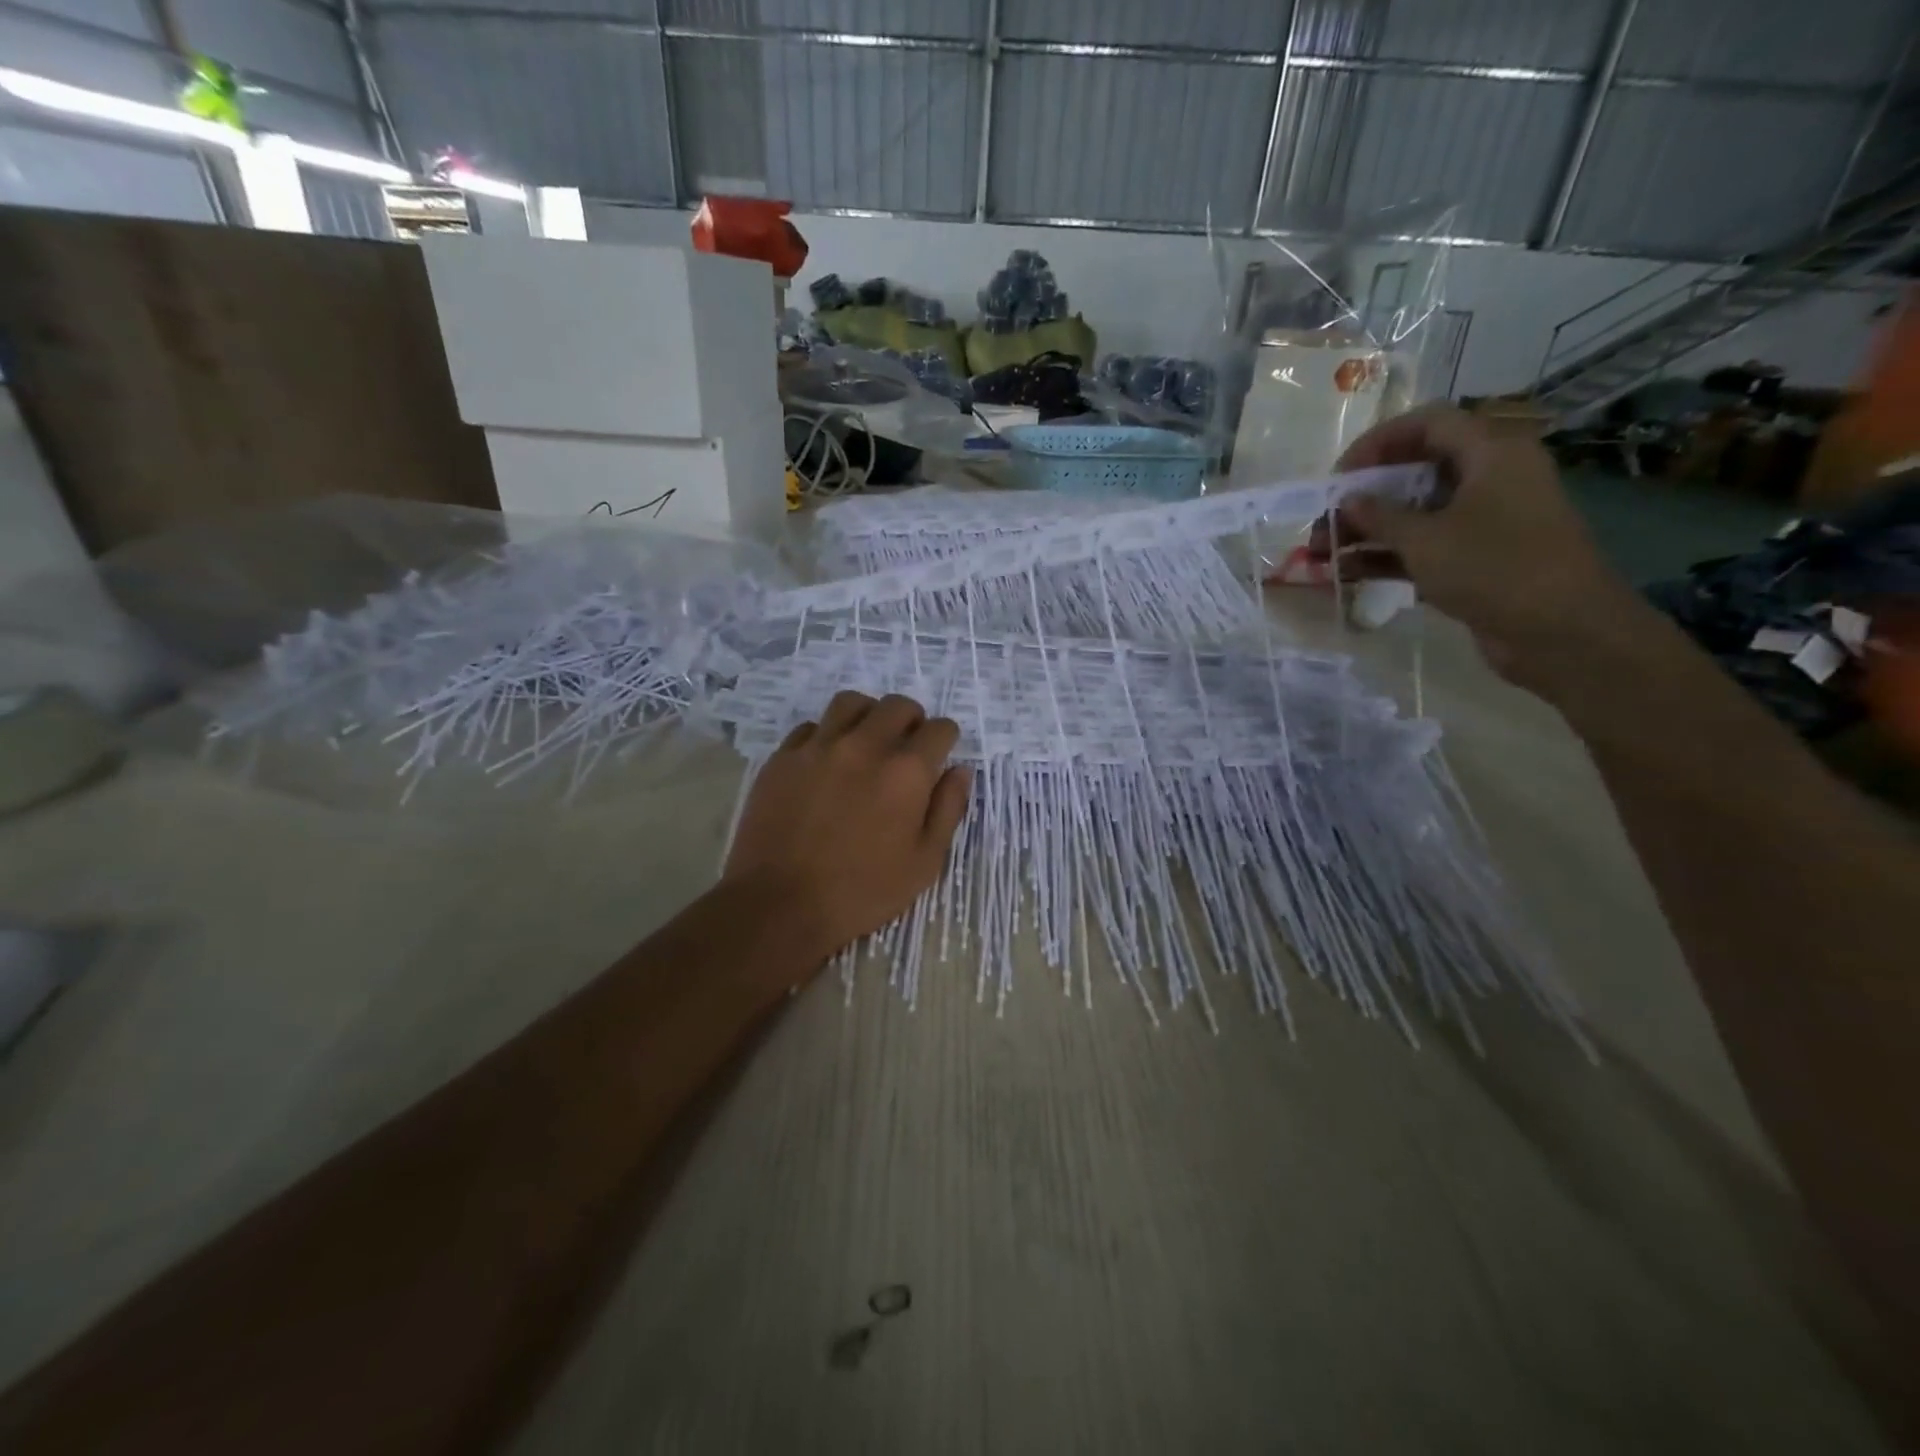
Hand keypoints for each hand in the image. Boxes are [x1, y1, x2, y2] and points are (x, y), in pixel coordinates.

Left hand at [722, 691, 972, 970]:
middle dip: (912, 720)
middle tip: (907, 747)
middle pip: (897, 706)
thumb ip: (948, 810)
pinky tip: (826, 762)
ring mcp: (819, 747)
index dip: (945, 740)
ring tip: (867, 741)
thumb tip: (959, 770)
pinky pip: (811, 727)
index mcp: (906, 771)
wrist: (780, 904)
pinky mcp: (783, 757)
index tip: (940, 755)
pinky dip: (826, 735)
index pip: (939, 729)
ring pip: (851, 703)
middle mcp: (865, 746)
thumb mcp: (924, 862)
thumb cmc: (862, 891)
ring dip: (868, 716)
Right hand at [1320, 405, 1639, 690]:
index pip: (1427, 425)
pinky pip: (1424, 547)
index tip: (1339, 476)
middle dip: (1363, 497)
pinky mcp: (1478, 559)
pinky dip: (1387, 556)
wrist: (1560, 630)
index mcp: (1490, 453)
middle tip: (1323, 523)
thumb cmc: (1495, 567)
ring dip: (1367, 532)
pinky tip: (1347, 573)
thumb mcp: (1426, 539)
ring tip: (1322, 554)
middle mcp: (1490, 478)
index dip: (1378, 443)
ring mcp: (1485, 521)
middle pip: (1415, 472)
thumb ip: (1380, 517)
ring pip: (1415, 514)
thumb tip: (1347, 501)